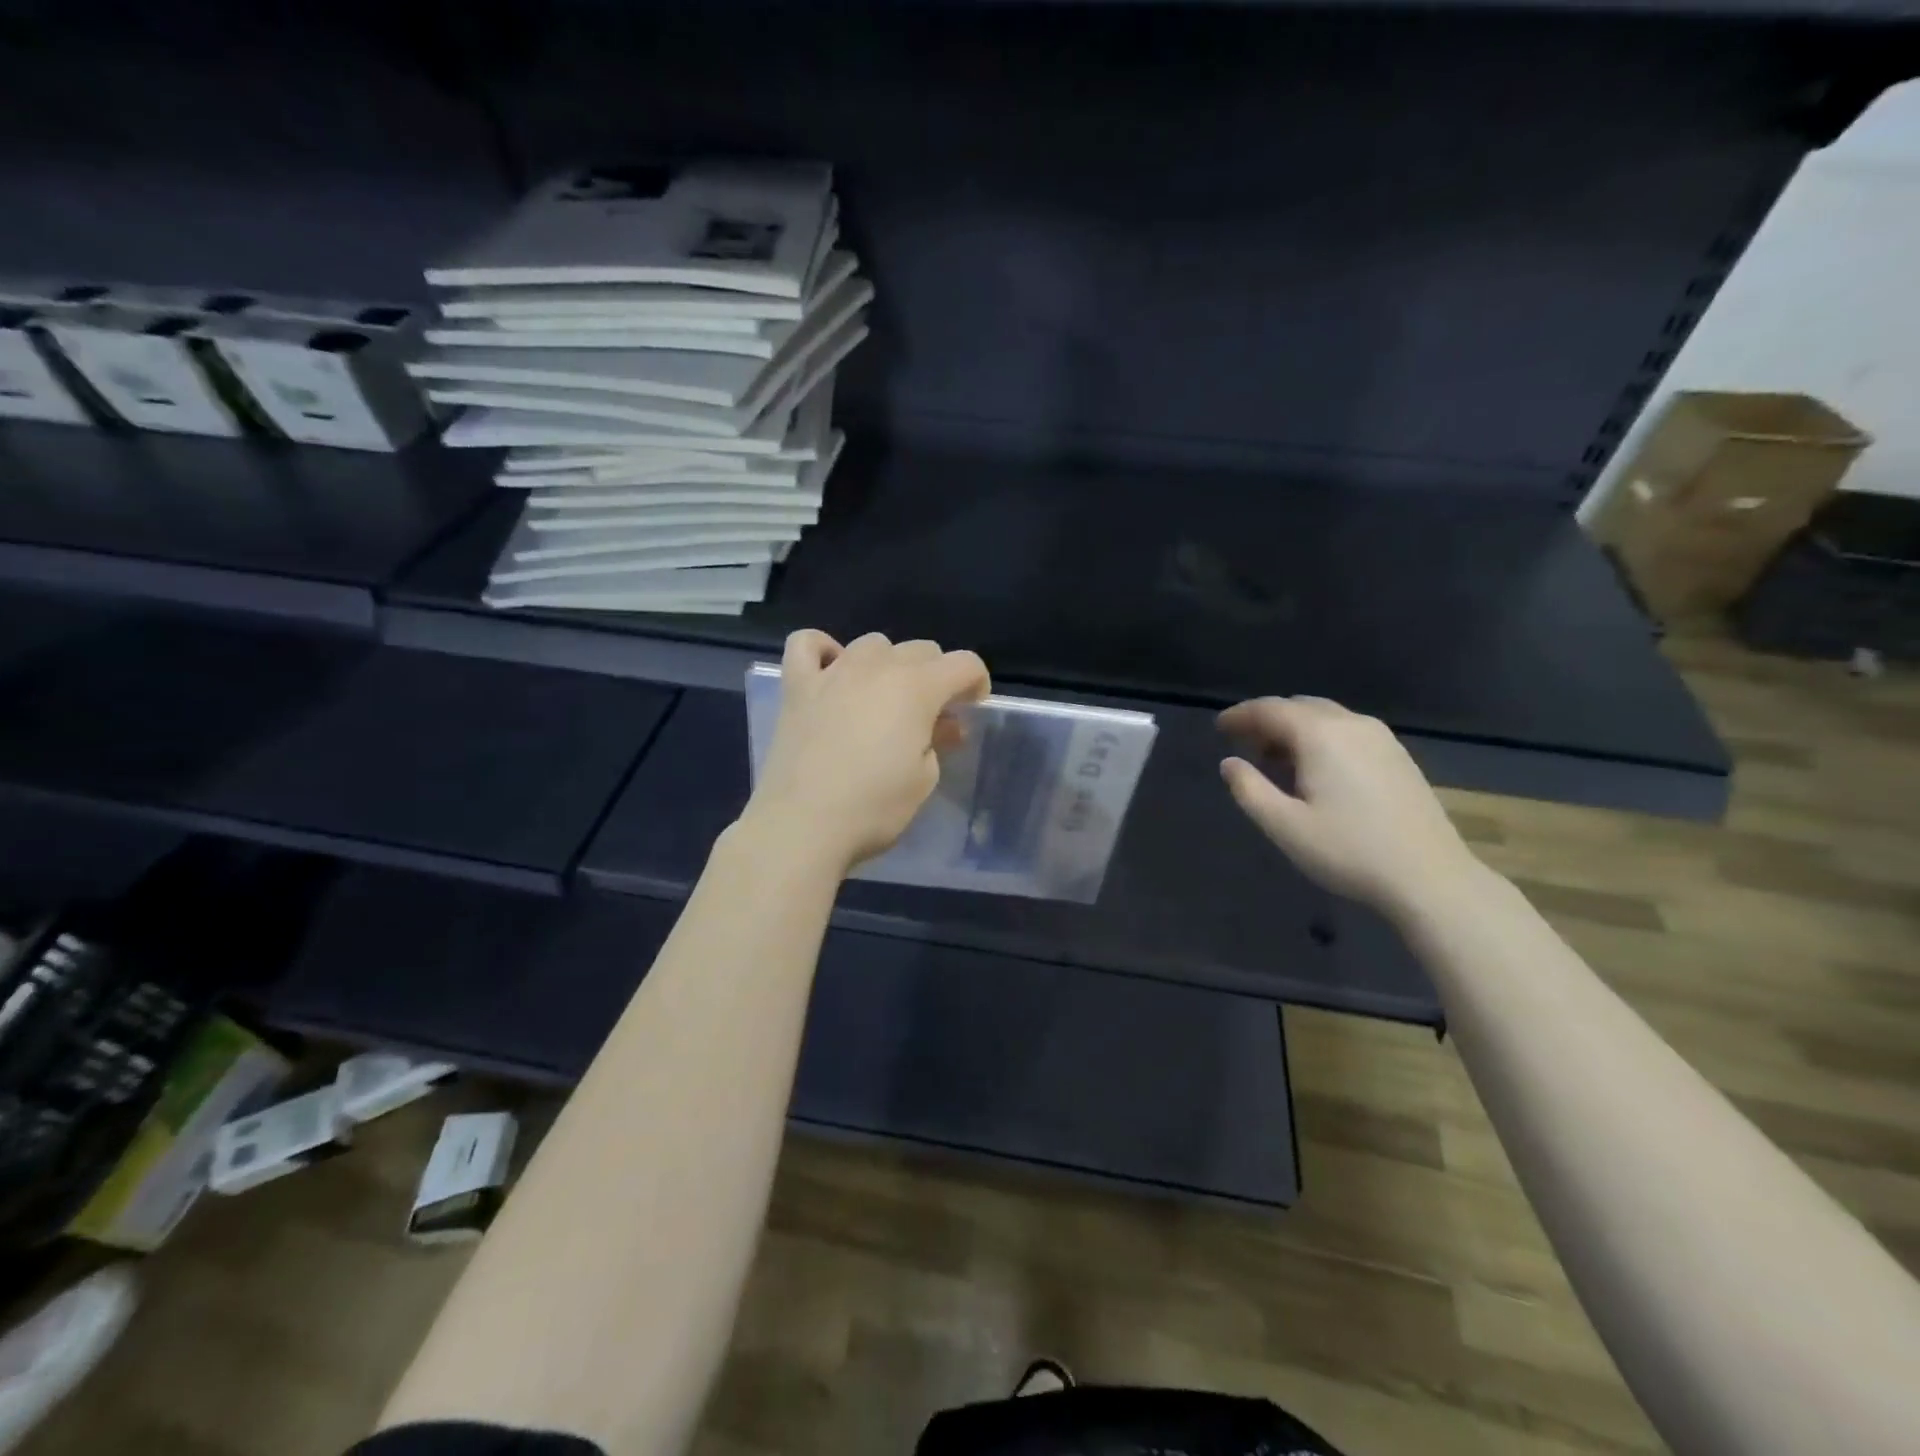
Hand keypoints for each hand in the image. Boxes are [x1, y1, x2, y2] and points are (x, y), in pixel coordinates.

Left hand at [744, 630, 990, 874]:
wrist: (802, 824)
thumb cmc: (873, 807)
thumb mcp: (923, 780)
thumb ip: (937, 741)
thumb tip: (943, 725)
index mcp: (917, 688)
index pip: (964, 663)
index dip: (976, 681)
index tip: (972, 706)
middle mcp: (877, 667)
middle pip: (920, 649)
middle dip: (935, 674)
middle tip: (930, 714)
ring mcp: (833, 672)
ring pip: (872, 644)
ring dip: (887, 664)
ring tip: (882, 699)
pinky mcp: (797, 687)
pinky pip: (806, 643)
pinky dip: (823, 650)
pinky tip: (831, 673)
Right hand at [1218, 696, 1483, 920]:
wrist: (1430, 877)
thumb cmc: (1349, 851)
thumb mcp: (1284, 826)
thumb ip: (1249, 790)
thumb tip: (1229, 764)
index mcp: (1320, 735)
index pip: (1270, 709)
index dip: (1240, 716)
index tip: (1219, 728)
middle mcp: (1351, 724)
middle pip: (1299, 706)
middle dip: (1267, 720)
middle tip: (1244, 744)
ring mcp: (1381, 738)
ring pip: (1326, 717)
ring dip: (1295, 729)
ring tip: (1275, 759)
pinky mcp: (1398, 756)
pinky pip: (1347, 731)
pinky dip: (1321, 737)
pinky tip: (1316, 770)